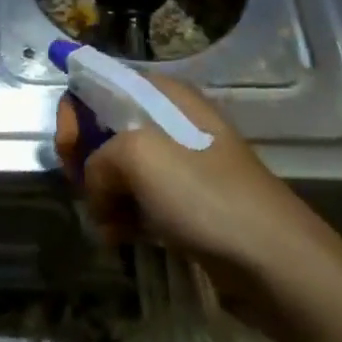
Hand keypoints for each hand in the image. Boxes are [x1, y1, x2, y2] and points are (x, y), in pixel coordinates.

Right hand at [54, 75, 319, 297]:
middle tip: (86, 191)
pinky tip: (122, 238)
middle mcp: (169, 119)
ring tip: (108, 224)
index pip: (100, 82)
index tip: (69, 150)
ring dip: (102, 195)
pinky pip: (137, 199)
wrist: (272, 259)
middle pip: (104, 126)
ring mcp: (179, 163)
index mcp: (161, 94)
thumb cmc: (204, 194)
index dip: (75, 112)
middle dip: (85, 159)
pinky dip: (123, 216)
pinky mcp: (185, 202)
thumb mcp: (137, 158)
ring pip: (117, 168)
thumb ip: (96, 160)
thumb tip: (96, 187)